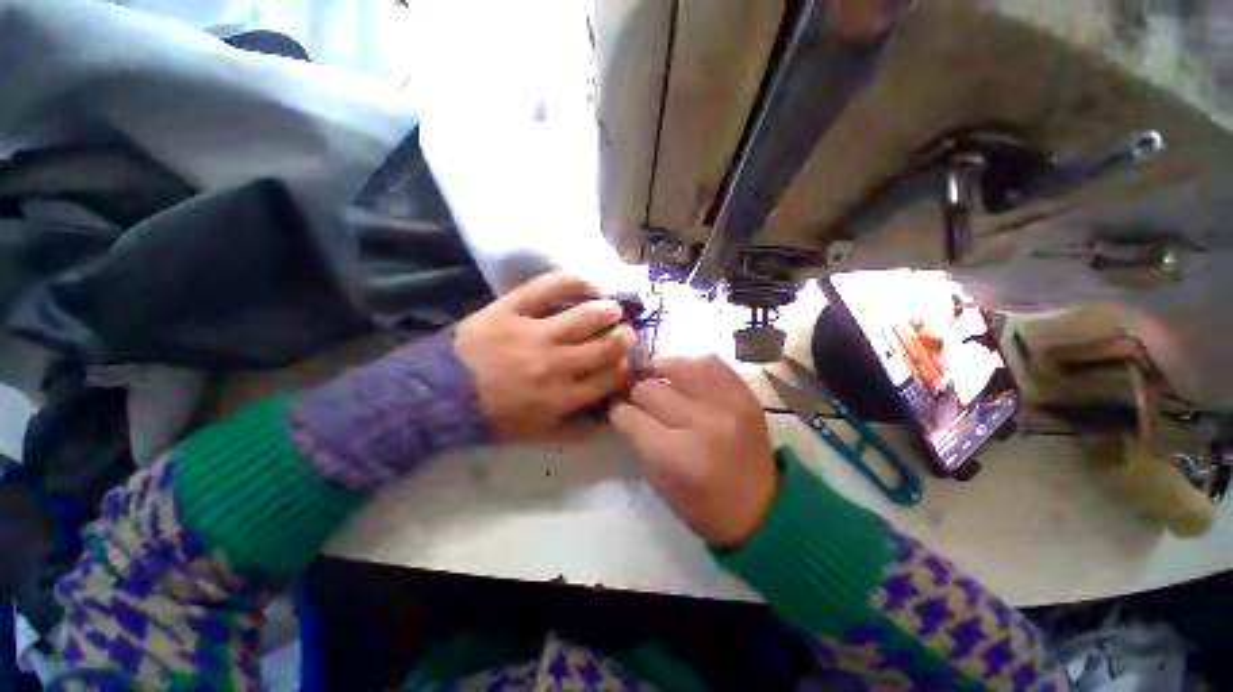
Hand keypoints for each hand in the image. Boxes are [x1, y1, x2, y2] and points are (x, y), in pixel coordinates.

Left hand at [455, 271, 635, 440]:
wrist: (438, 395)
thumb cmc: (490, 416)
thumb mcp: (535, 434)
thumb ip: (573, 428)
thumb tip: (605, 420)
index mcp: (561, 397)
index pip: (607, 379)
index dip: (623, 369)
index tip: (628, 362)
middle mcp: (555, 364)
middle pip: (603, 347)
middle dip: (622, 339)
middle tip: (627, 332)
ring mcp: (534, 333)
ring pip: (585, 317)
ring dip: (608, 312)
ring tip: (615, 309)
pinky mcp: (512, 309)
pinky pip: (548, 287)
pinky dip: (573, 281)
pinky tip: (590, 283)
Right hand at [610, 356, 778, 546]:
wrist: (762, 506)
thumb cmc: (703, 503)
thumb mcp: (660, 480)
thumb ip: (638, 438)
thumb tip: (623, 404)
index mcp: (676, 456)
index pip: (629, 416)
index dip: (618, 411)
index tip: (619, 410)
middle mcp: (702, 423)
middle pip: (650, 388)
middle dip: (637, 392)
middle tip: (639, 397)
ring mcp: (727, 403)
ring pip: (677, 365)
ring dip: (661, 371)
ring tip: (658, 376)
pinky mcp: (744, 393)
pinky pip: (710, 362)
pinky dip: (691, 364)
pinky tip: (684, 373)